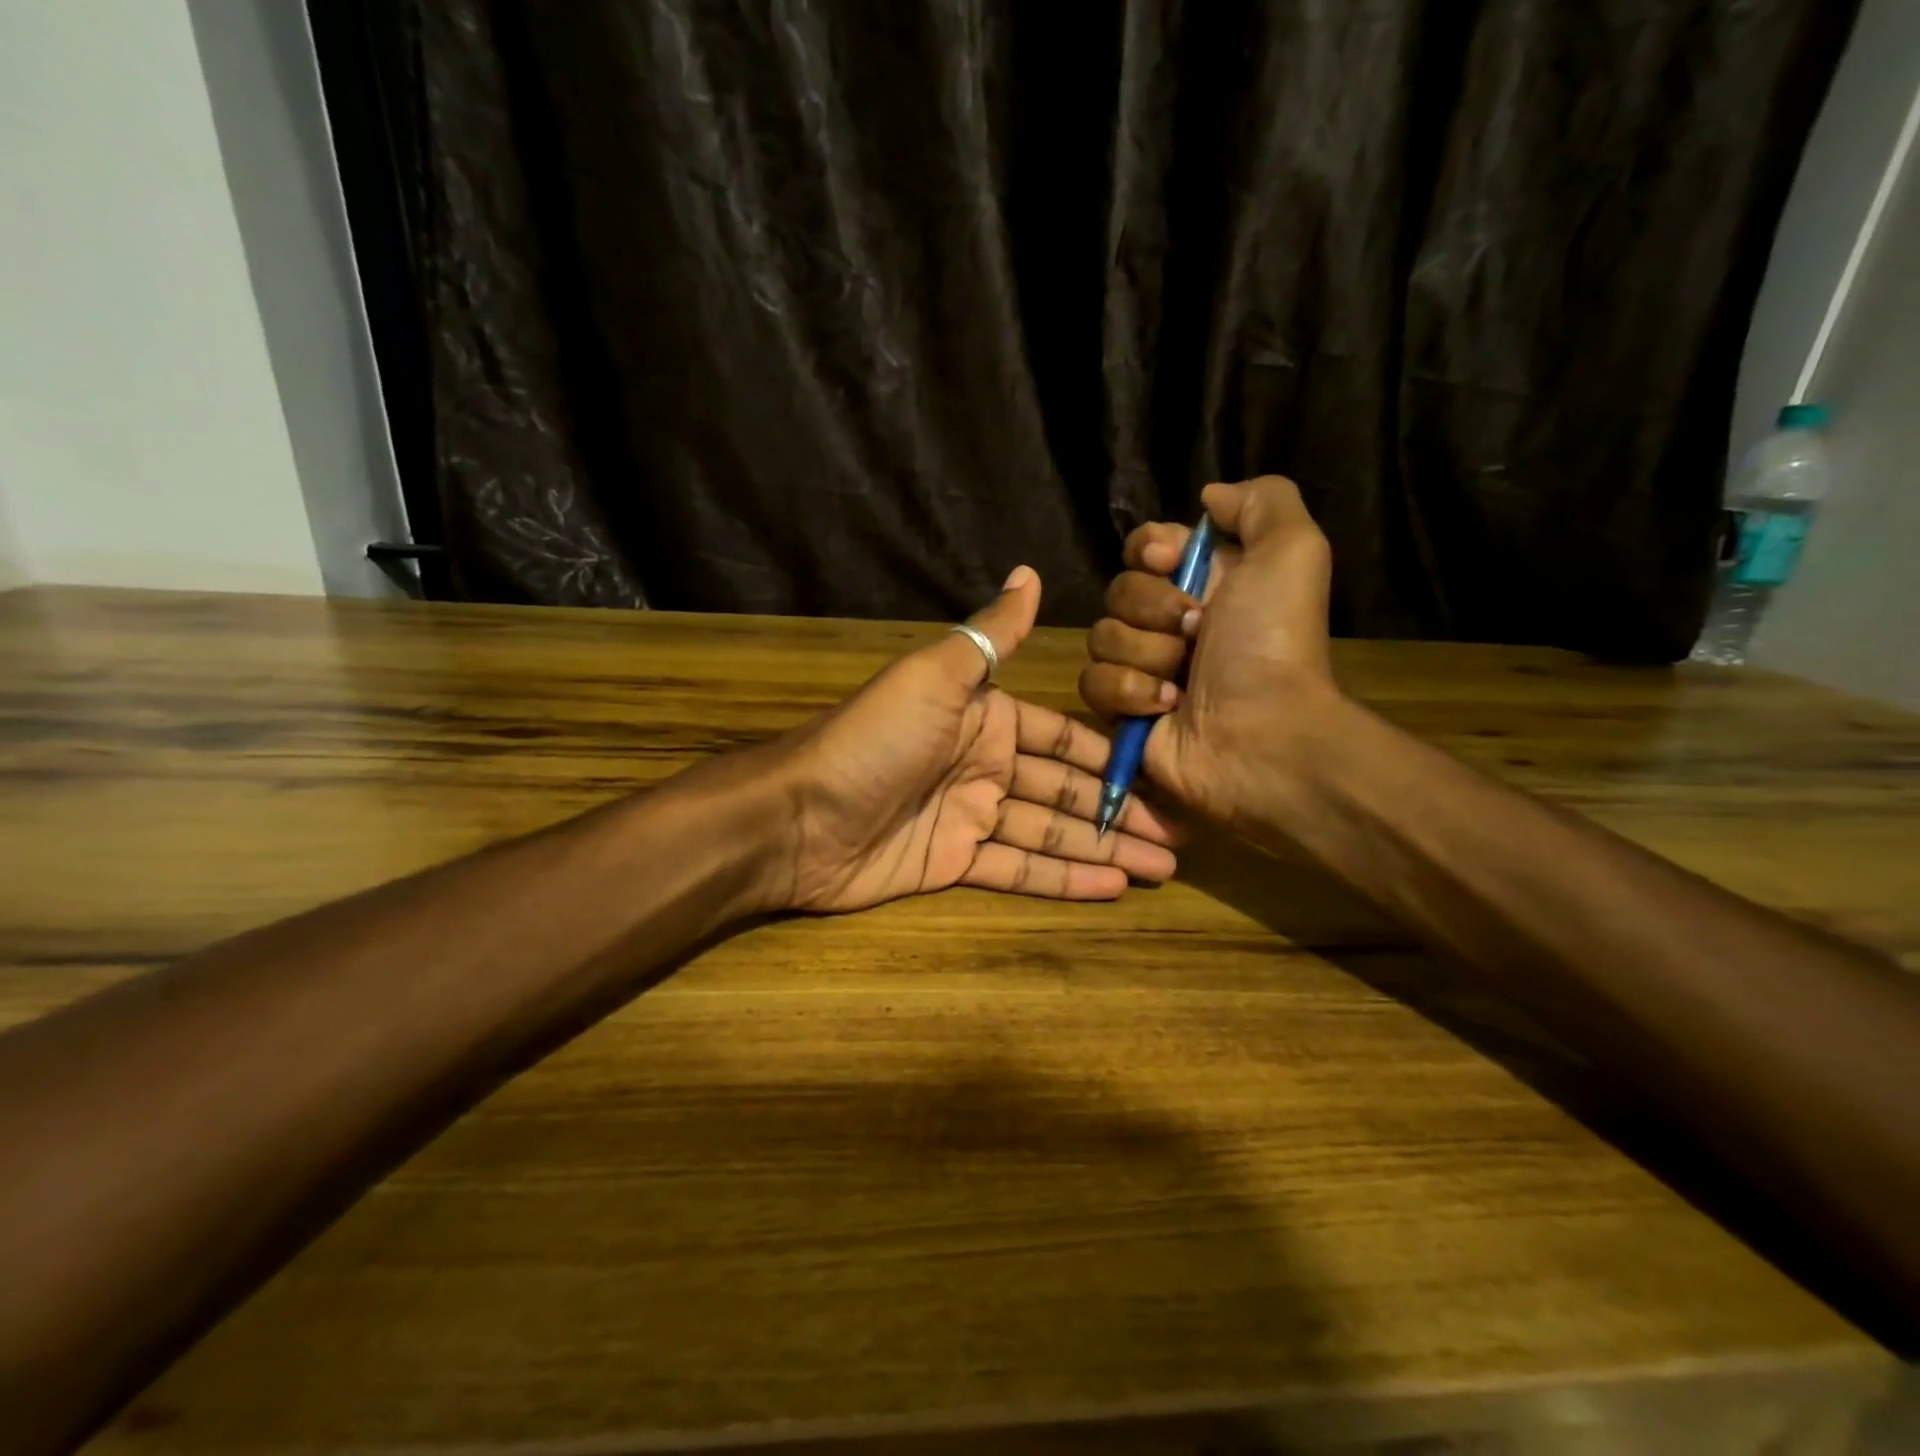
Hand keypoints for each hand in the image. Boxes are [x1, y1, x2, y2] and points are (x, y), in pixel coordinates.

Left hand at [774, 567, 1179, 912]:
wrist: (799, 816)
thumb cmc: (875, 740)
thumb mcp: (936, 677)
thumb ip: (991, 634)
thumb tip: (1029, 572)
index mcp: (984, 719)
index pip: (1061, 740)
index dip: (1110, 757)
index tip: (1162, 772)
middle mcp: (983, 766)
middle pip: (1064, 791)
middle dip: (1118, 812)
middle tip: (1176, 837)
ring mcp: (969, 817)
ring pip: (1050, 833)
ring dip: (1103, 849)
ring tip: (1162, 867)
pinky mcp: (952, 863)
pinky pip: (1017, 869)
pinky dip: (1063, 879)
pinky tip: (1111, 887)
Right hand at [1078, 476, 1344, 830]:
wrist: (1263, 734)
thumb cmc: (1274, 643)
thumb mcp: (1293, 551)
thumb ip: (1261, 502)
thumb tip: (1208, 498)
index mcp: (1204, 581)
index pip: (1144, 545)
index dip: (1147, 548)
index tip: (1167, 559)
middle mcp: (1170, 621)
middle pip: (1117, 590)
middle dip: (1152, 609)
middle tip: (1196, 631)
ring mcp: (1143, 667)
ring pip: (1101, 636)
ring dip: (1145, 655)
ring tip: (1183, 680)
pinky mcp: (1122, 709)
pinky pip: (1093, 682)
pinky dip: (1129, 692)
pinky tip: (1166, 707)